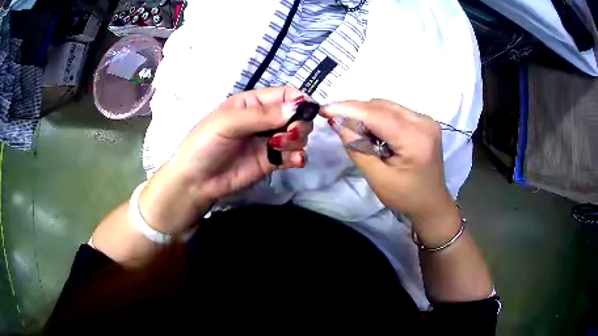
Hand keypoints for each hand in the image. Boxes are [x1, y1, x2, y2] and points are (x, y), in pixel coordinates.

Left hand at [139, 87, 312, 233]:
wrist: (195, 181)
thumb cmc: (205, 144)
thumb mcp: (228, 122)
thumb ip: (262, 115)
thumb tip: (297, 107)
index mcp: (253, 103)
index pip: (285, 95)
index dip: (300, 101)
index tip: (307, 112)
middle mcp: (265, 120)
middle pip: (297, 115)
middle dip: (299, 124)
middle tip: (289, 134)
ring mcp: (269, 142)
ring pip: (298, 136)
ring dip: (297, 141)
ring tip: (278, 148)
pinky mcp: (271, 162)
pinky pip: (293, 156)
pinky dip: (297, 157)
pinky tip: (293, 161)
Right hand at [322, 100, 459, 241]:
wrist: (431, 202)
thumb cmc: (406, 196)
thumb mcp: (378, 178)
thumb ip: (358, 149)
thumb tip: (337, 123)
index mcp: (416, 139)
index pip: (378, 115)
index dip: (349, 109)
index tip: (325, 109)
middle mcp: (424, 122)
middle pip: (382, 106)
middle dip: (356, 110)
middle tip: (335, 119)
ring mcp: (426, 120)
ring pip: (387, 106)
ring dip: (367, 113)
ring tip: (353, 128)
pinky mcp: (424, 121)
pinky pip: (395, 111)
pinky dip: (378, 117)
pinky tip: (371, 130)